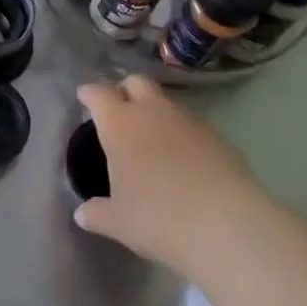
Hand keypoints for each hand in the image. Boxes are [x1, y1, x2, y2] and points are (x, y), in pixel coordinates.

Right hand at [73, 75, 264, 274]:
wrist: (224, 223)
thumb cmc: (158, 218)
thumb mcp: (119, 222)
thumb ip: (97, 214)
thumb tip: (82, 213)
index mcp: (120, 124)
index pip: (99, 94)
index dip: (90, 94)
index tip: (84, 97)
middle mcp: (152, 111)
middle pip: (136, 82)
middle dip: (124, 90)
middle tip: (119, 109)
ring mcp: (187, 119)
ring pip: (165, 101)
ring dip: (155, 111)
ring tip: (152, 138)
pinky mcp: (216, 134)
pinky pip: (190, 123)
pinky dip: (181, 132)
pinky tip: (182, 158)